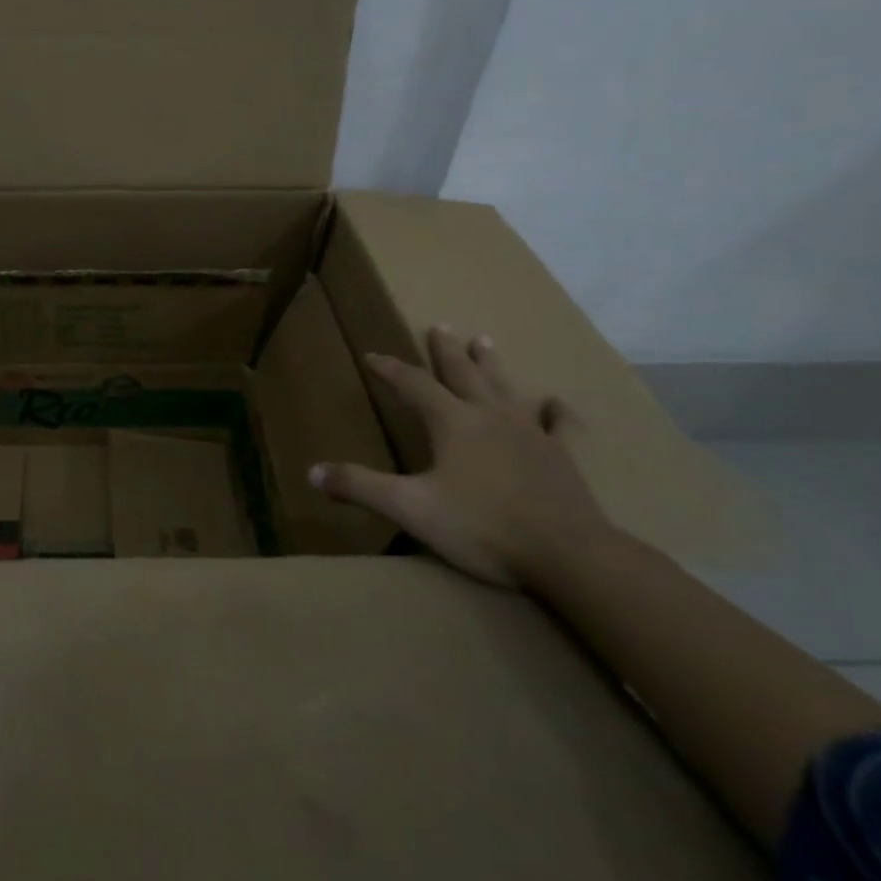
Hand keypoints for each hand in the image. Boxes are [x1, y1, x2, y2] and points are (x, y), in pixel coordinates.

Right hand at [308, 326, 610, 587]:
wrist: (568, 554)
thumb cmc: (482, 526)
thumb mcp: (409, 508)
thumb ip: (361, 487)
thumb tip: (312, 472)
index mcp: (452, 423)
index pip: (413, 385)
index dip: (390, 369)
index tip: (372, 355)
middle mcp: (489, 417)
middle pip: (463, 375)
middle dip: (446, 351)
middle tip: (439, 326)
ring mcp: (530, 434)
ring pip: (505, 388)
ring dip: (491, 364)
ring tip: (483, 340)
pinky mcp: (561, 457)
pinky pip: (559, 426)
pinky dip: (556, 412)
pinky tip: (554, 402)